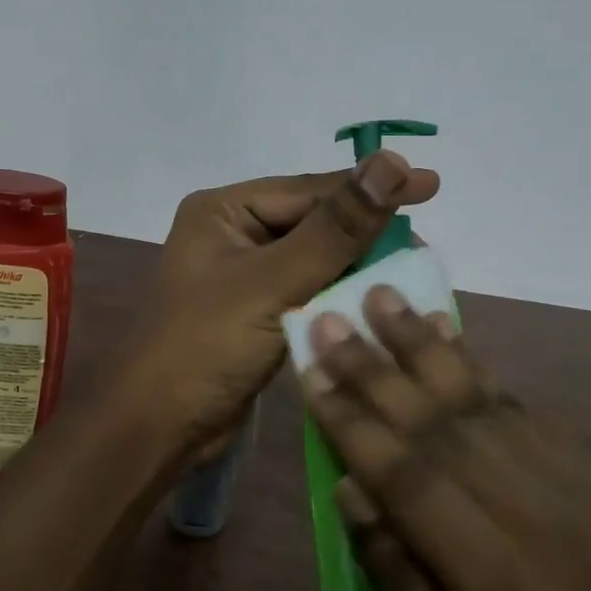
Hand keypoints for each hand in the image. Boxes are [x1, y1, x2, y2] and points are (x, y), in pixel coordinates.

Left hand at [132, 152, 440, 463]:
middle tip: (423, 242)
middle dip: (366, 231)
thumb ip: (335, 229)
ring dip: (356, 266)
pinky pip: (306, 292)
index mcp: (222, 211)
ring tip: (412, 269)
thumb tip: (391, 164)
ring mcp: (242, 275)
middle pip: (312, 222)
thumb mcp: (273, 282)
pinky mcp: (254, 313)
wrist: (160, 426)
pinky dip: (338, 296)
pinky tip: (375, 300)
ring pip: (313, 259)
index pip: (308, 190)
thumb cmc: (206, 345)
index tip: (430, 184)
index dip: (369, 186)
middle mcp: (230, 234)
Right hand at [298, 285, 590, 590]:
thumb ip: (395, 579)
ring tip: (383, 296)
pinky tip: (444, 328)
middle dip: (375, 368)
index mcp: (494, 582)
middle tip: (330, 318)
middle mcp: (531, 516)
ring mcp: (569, 483)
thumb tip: (350, 486)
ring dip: (423, 344)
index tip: (311, 375)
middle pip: (438, 426)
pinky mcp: (588, 465)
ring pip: (479, 398)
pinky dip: (475, 362)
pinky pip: (520, 402)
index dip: (354, 425)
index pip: (409, 482)